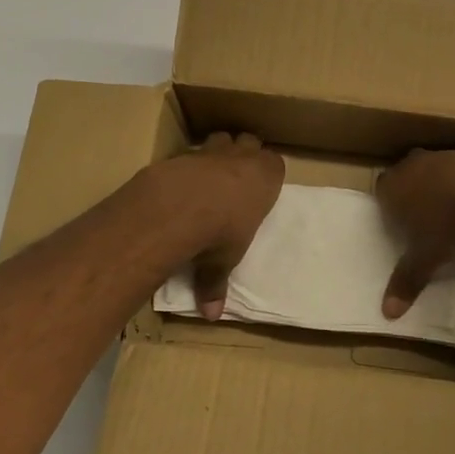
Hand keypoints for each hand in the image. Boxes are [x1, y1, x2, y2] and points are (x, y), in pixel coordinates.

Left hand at [155, 133, 284, 318]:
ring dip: (218, 151)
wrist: (180, 206)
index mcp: (266, 177)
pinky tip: (179, 182)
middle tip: (236, 176)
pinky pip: (190, 152)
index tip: (259, 187)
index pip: (276, 164)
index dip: (267, 173)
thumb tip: (212, 315)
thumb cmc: (220, 232)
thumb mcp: (223, 261)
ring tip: (209, 174)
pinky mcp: (183, 152)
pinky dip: (187, 163)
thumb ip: (216, 283)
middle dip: (244, 153)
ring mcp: (213, 150)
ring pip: (221, 137)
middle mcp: (243, 156)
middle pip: (250, 141)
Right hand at [376, 147, 454, 316]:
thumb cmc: (447, 223)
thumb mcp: (426, 259)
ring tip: (454, 211)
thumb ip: (407, 281)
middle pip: (405, 175)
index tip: (400, 224)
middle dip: (412, 193)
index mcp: (393, 187)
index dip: (389, 206)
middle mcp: (412, 165)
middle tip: (424, 217)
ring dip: (440, 185)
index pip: (381, 191)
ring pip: (434, 169)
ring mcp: (443, 156)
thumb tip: (387, 313)